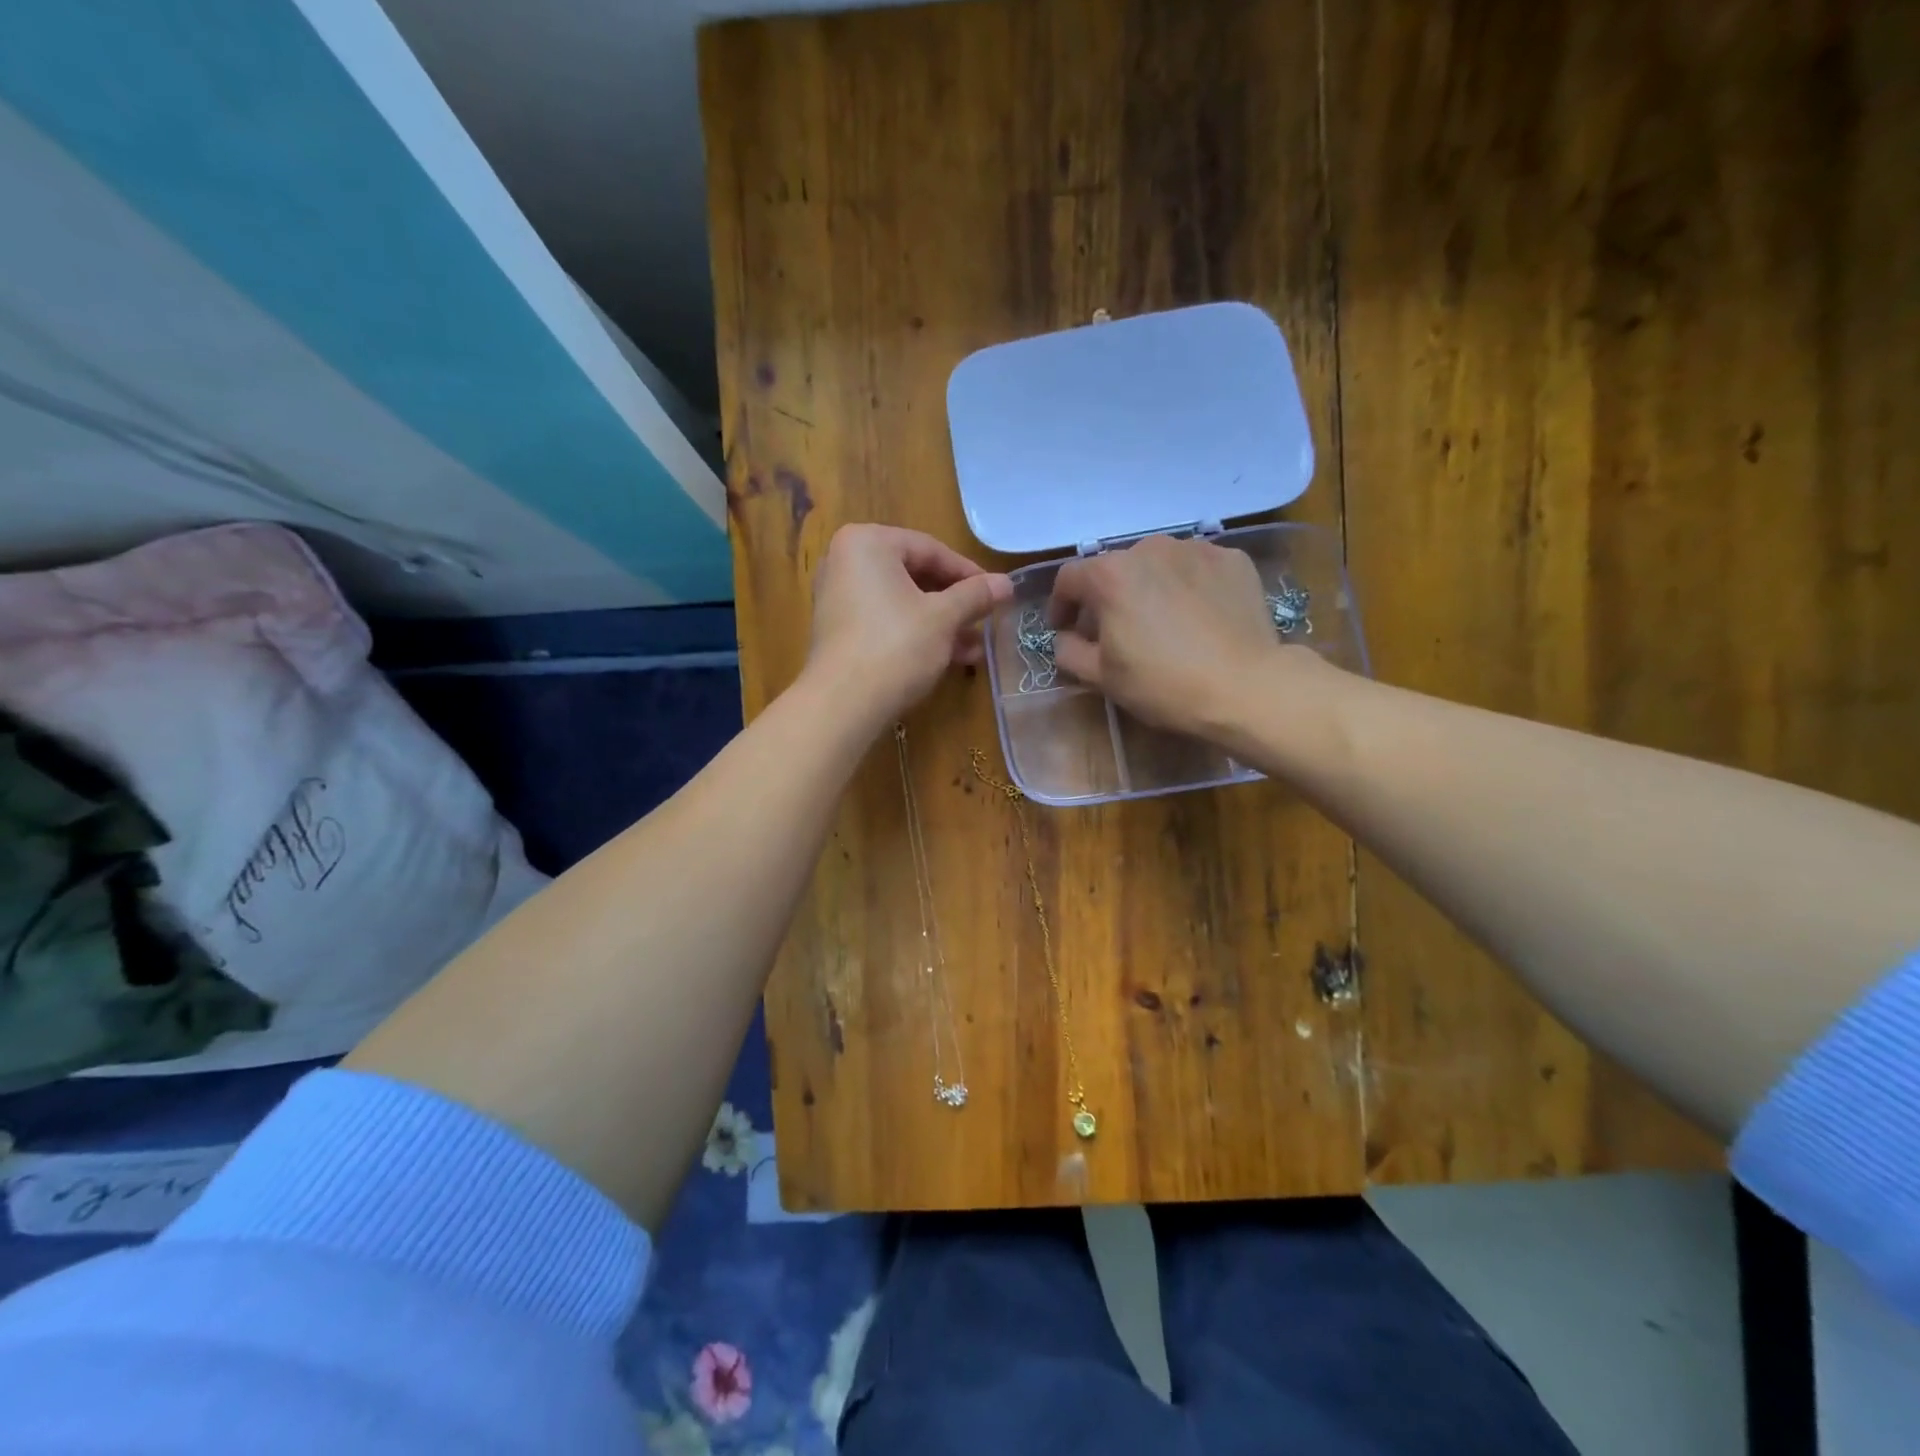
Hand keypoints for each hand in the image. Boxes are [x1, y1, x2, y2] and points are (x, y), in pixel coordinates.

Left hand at [807, 524, 1011, 723]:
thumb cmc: (896, 646)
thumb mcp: (944, 618)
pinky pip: (885, 621)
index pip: (930, 549)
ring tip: (973, 650)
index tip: (996, 594)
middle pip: (915, 575)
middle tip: (985, 621)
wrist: (842, 704)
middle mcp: (846, 561)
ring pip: (902, 602)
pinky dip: (915, 634)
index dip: (969, 573)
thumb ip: (975, 595)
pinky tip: (947, 659)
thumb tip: (1007, 583)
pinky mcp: (839, 630)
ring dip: (941, 624)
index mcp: (867, 542)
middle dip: (954, 604)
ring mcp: (838, 597)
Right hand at [1048, 534, 1316, 738]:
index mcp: (1110, 575)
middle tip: (1114, 630)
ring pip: (1158, 564)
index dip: (1060, 605)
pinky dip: (1188, 586)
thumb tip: (1066, 638)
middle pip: (1115, 568)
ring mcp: (1196, 549)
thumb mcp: (1102, 677)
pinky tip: (1197, 617)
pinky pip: (1196, 568)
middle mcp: (1150, 548)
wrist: (1245, 688)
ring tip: (1159, 621)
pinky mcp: (1233, 560)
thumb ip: (1069, 651)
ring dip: (1148, 587)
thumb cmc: (1163, 684)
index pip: (1069, 578)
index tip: (1064, 629)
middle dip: (1107, 597)